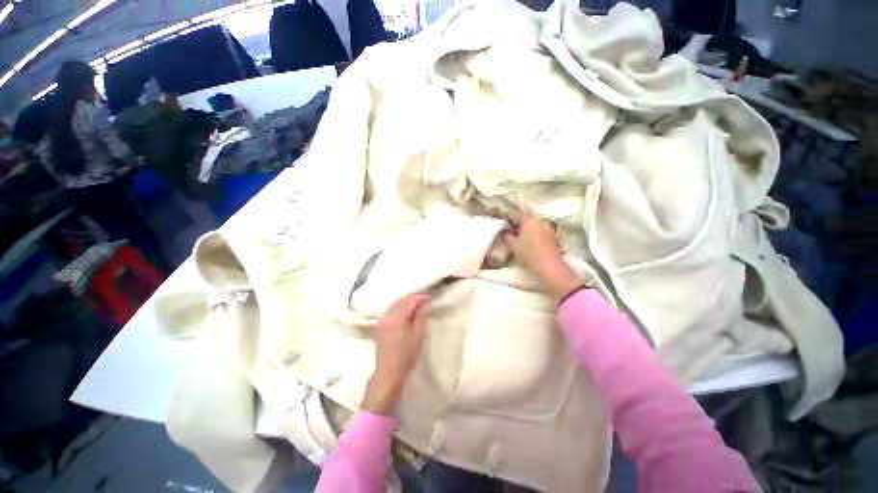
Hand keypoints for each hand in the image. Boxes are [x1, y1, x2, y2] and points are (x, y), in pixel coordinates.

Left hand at [362, 294, 431, 414]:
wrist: (389, 372)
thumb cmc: (406, 354)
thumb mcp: (418, 334)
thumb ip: (421, 316)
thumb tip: (426, 303)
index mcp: (396, 316)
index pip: (409, 300)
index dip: (421, 297)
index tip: (430, 298)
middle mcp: (387, 315)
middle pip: (401, 300)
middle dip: (414, 299)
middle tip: (426, 301)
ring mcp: (382, 320)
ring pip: (396, 304)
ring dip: (407, 303)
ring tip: (418, 307)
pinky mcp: (380, 326)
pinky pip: (391, 311)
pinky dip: (400, 309)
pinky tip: (407, 313)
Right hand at [502, 214, 582, 302]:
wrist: (549, 267)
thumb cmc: (528, 254)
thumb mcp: (512, 245)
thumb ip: (507, 236)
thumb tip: (506, 232)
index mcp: (529, 220)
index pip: (516, 214)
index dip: (510, 219)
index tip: (506, 225)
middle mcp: (540, 220)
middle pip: (527, 219)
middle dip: (520, 224)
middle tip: (514, 233)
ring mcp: (549, 227)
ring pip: (536, 225)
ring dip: (530, 230)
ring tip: (524, 239)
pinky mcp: (555, 236)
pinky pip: (543, 232)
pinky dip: (538, 235)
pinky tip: (534, 243)